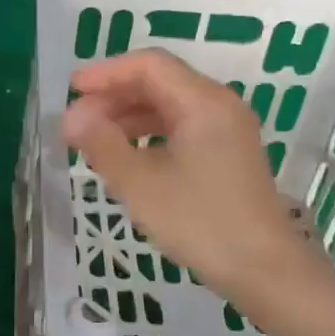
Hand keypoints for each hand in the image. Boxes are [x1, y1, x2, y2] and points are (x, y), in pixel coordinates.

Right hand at [64, 49, 314, 301]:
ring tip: (93, 139)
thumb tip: (70, 116)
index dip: (106, 73)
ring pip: (169, 106)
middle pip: (160, 82)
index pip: (149, 65)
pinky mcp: (228, 154)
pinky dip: (148, 133)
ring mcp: (227, 130)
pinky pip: (181, 127)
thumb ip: (102, 143)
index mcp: (203, 102)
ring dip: (128, 115)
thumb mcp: (140, 184)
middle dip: (114, 96)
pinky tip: (126, 156)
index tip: (70, 91)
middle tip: (76, 122)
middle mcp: (219, 106)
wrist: (264, 270)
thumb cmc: (199, 222)